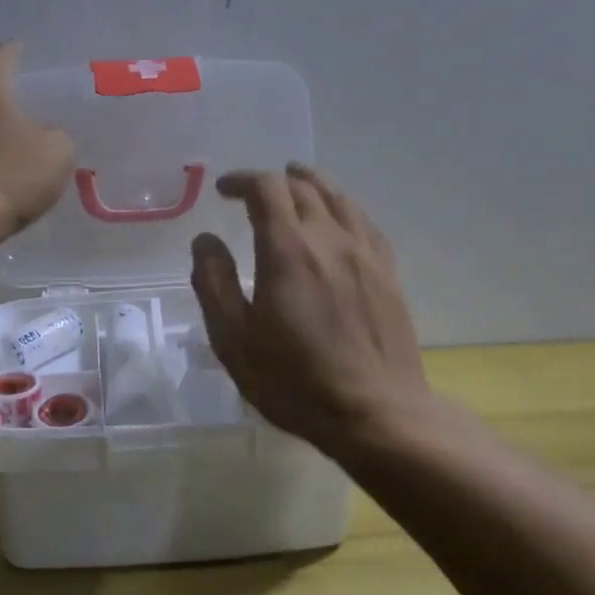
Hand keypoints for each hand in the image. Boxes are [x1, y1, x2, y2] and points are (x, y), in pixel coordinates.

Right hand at [190, 165, 431, 455]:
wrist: (377, 414)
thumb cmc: (295, 381)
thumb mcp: (234, 339)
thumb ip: (214, 283)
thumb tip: (205, 239)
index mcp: (287, 250)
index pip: (266, 189)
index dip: (242, 180)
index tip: (223, 190)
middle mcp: (329, 239)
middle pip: (304, 187)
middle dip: (273, 181)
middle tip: (252, 193)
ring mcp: (365, 254)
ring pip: (339, 198)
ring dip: (312, 185)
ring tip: (295, 185)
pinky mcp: (388, 273)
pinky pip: (365, 222)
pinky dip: (343, 208)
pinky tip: (339, 219)